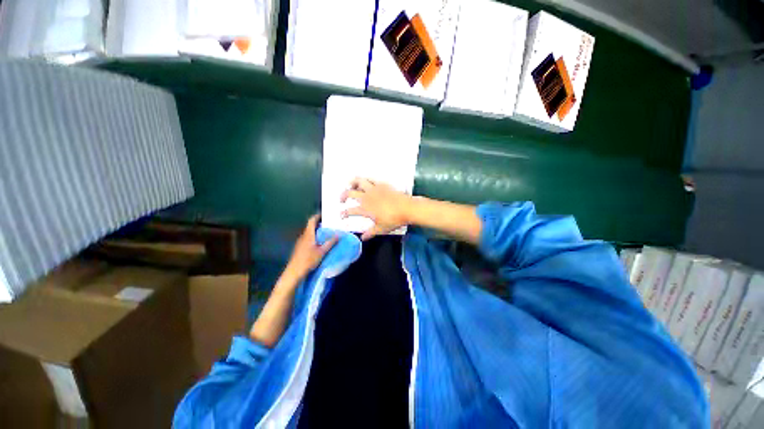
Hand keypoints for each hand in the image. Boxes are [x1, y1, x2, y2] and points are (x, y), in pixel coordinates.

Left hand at [285, 215, 337, 279]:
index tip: (324, 214)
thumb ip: (330, 242)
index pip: (311, 221)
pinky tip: (320, 243)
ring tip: (327, 233)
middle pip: (310, 226)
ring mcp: (300, 242)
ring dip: (317, 232)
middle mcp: (303, 236)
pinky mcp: (299, 248)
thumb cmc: (308, 260)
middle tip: (329, 224)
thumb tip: (338, 234)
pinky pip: (308, 239)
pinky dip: (314, 238)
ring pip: (309, 233)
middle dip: (319, 224)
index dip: (317, 216)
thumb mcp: (322, 251)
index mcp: (308, 234)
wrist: (294, 272)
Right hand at [340, 178, 412, 240]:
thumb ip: (370, 233)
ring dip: (352, 183)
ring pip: (359, 181)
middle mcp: (367, 197)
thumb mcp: (381, 229)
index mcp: (365, 209)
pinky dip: (366, 180)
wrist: (407, 208)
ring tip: (350, 186)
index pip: (350, 211)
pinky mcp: (382, 184)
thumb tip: (363, 238)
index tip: (342, 216)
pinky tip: (366, 183)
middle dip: (342, 196)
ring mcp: (374, 189)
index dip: (344, 213)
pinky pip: (371, 179)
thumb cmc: (394, 220)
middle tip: (342, 200)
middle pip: (349, 193)